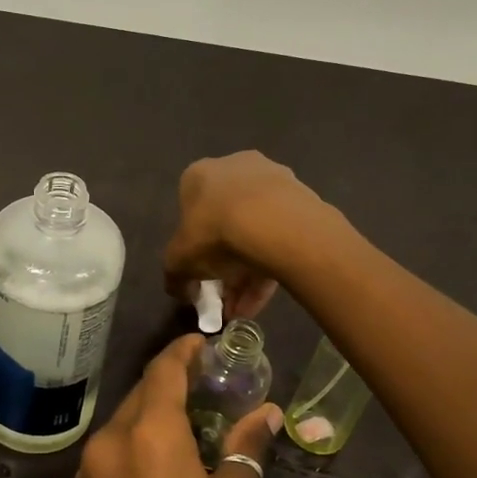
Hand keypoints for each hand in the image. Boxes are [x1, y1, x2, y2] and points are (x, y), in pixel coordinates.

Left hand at [74, 335, 282, 477]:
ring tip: (193, 419)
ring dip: (154, 411)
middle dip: (172, 381)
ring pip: (125, 420)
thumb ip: (245, 450)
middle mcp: (110, 440)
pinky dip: (138, 438)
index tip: (206, 343)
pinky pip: (113, 447)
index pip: (163, 371)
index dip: (184, 351)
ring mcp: (90, 468)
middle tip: (210, 384)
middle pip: (142, 392)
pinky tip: (165, 456)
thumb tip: (265, 413)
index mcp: (149, 435)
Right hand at [162, 152, 329, 320]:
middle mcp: (235, 168)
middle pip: (226, 223)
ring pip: (255, 232)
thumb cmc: (214, 232)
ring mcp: (273, 181)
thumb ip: (174, 275)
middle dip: (223, 265)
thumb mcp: (179, 260)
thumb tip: (180, 289)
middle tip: (224, 295)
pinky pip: (280, 237)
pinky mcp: (301, 199)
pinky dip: (270, 267)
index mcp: (199, 175)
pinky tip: (263, 299)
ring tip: (244, 309)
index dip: (193, 247)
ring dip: (247, 273)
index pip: (190, 212)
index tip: (199, 274)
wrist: (275, 223)